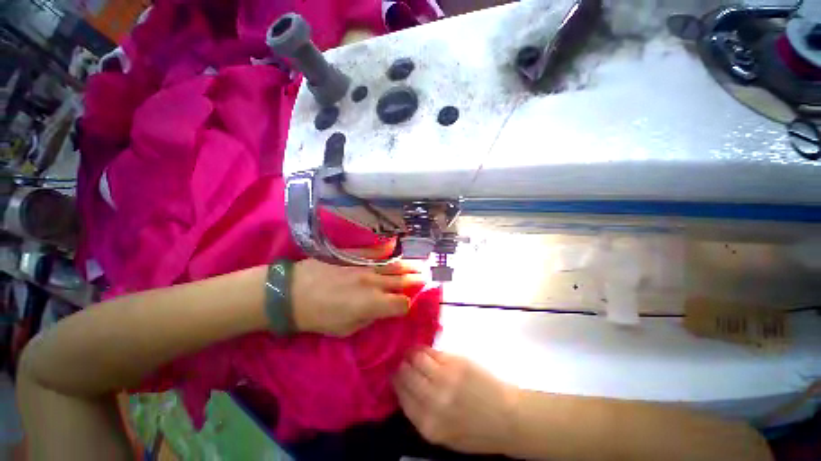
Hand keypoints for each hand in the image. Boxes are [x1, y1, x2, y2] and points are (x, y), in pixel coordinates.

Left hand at [291, 253, 426, 336]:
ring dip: (409, 266)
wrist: (294, 293)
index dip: (406, 305)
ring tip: (420, 265)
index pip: (401, 304)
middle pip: (402, 281)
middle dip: (416, 281)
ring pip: (394, 266)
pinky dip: (387, 250)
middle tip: (427, 278)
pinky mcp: (356, 257)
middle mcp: (375, 283)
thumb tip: (381, 309)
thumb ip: (369, 318)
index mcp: (373, 304)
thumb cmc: (319, 317)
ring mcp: (366, 268)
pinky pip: (375, 252)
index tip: (407, 305)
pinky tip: (396, 246)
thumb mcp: (346, 329)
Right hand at [393, 349, 518, 454]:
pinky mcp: (456, 363)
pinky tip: (425, 350)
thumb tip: (405, 387)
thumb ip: (421, 414)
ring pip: (417, 358)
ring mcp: (445, 378)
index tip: (394, 372)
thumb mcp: (443, 435)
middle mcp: (433, 400)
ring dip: (412, 354)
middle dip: (401, 365)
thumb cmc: (475, 431)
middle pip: (406, 374)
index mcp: (428, 424)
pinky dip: (425, 350)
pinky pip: (432, 351)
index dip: (396, 380)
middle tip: (402, 359)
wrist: (506, 418)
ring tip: (412, 352)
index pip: (401, 394)